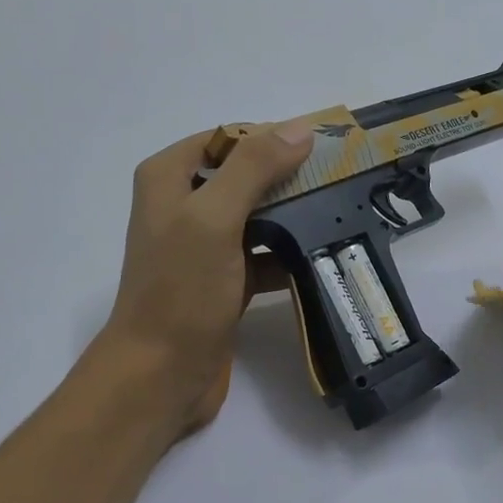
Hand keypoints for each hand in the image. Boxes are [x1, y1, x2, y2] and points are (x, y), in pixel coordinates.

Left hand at [89, 121, 312, 436]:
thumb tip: (300, 129)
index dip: (273, 138)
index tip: (322, 150)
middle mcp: (184, 205)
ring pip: (258, 216)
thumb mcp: (213, 219)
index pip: (228, 137)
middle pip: (246, 176)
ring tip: (341, 215)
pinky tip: (322, 256)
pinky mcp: (224, 281)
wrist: (161, 374)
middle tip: (341, 182)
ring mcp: (205, 246)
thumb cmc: (181, 291)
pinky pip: (263, 255)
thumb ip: (253, 169)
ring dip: (294, 216)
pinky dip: (289, 254)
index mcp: (170, 178)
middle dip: (290, 178)